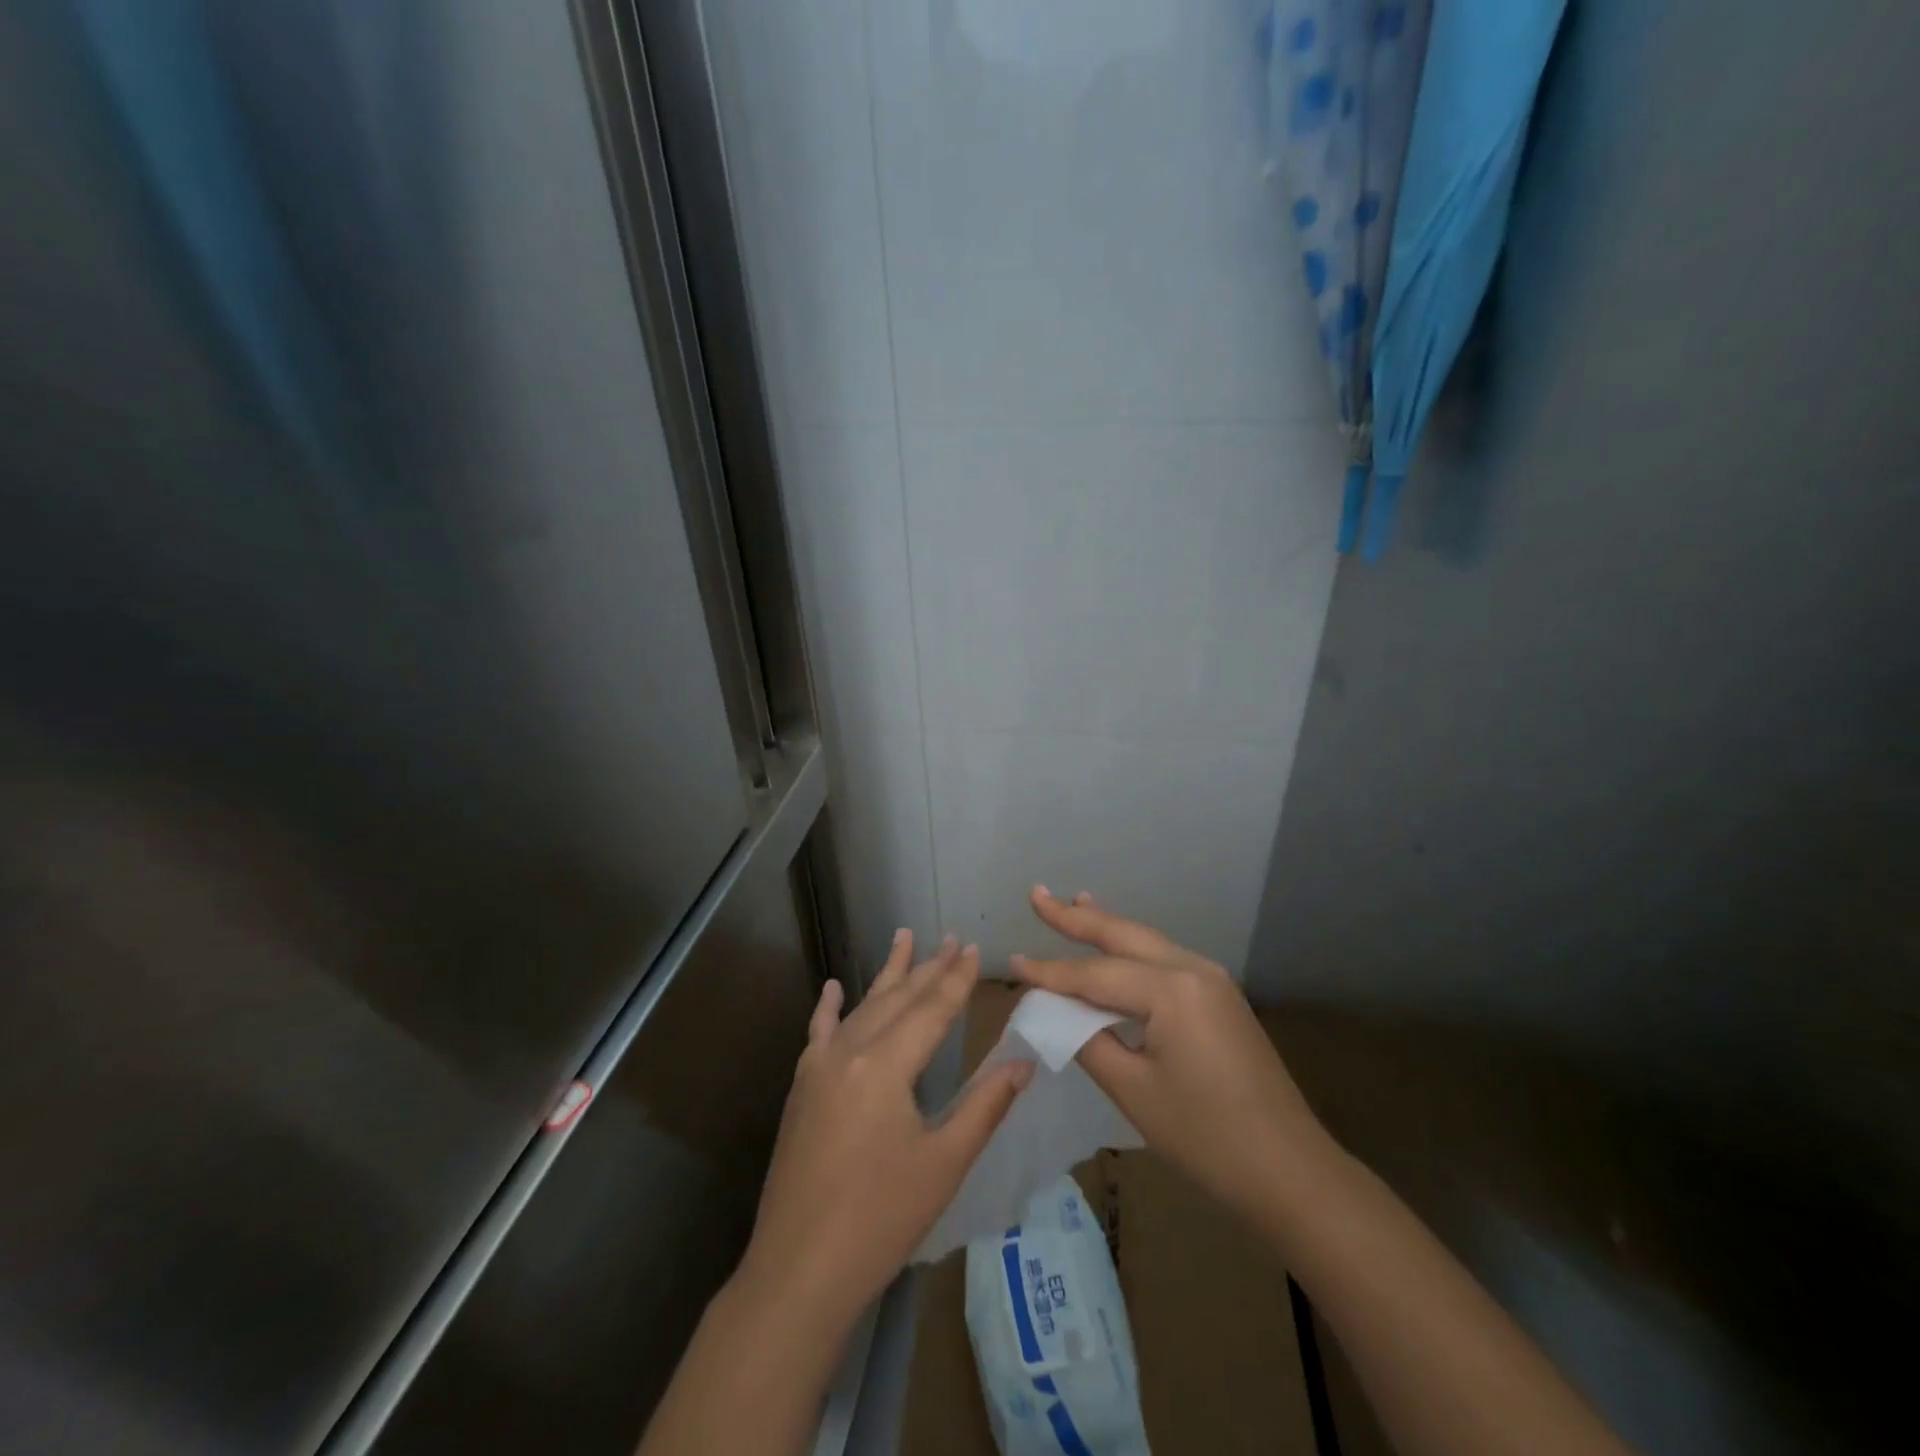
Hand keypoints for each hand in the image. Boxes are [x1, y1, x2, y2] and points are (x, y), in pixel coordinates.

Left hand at [737, 932, 1033, 1330]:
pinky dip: (829, 1007)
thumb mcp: (944, 1163)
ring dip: (887, 975)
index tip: (973, 948)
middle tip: (951, 939)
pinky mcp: (802, 1088)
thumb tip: (1023, 1063)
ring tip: (905, 937)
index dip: (956, 980)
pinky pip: (818, 1033)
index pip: (931, 1010)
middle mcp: (850, 1052)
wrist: (798, 1271)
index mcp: (886, 1066)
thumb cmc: (881, 1219)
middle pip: (897, 1000)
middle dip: (928, 968)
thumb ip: (984, 1105)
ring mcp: (819, 1068)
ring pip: (862, 1007)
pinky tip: (835, 987)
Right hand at [1010, 887, 1329, 1223]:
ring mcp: (1212, 981)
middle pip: (1123, 935)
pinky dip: (1132, 949)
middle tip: (1037, 894)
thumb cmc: (1206, 1136)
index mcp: (1172, 989)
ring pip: (1145, 942)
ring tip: (1074, 902)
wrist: (1291, 1171)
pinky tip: (1118, 946)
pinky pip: (1164, 961)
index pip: (1095, 974)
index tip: (1012, 961)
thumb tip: (1055, 1011)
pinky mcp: (1219, 998)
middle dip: (1077, 916)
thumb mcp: (1134, 1090)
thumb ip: (1088, 1040)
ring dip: (1106, 926)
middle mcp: (1193, 969)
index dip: (1049, 971)